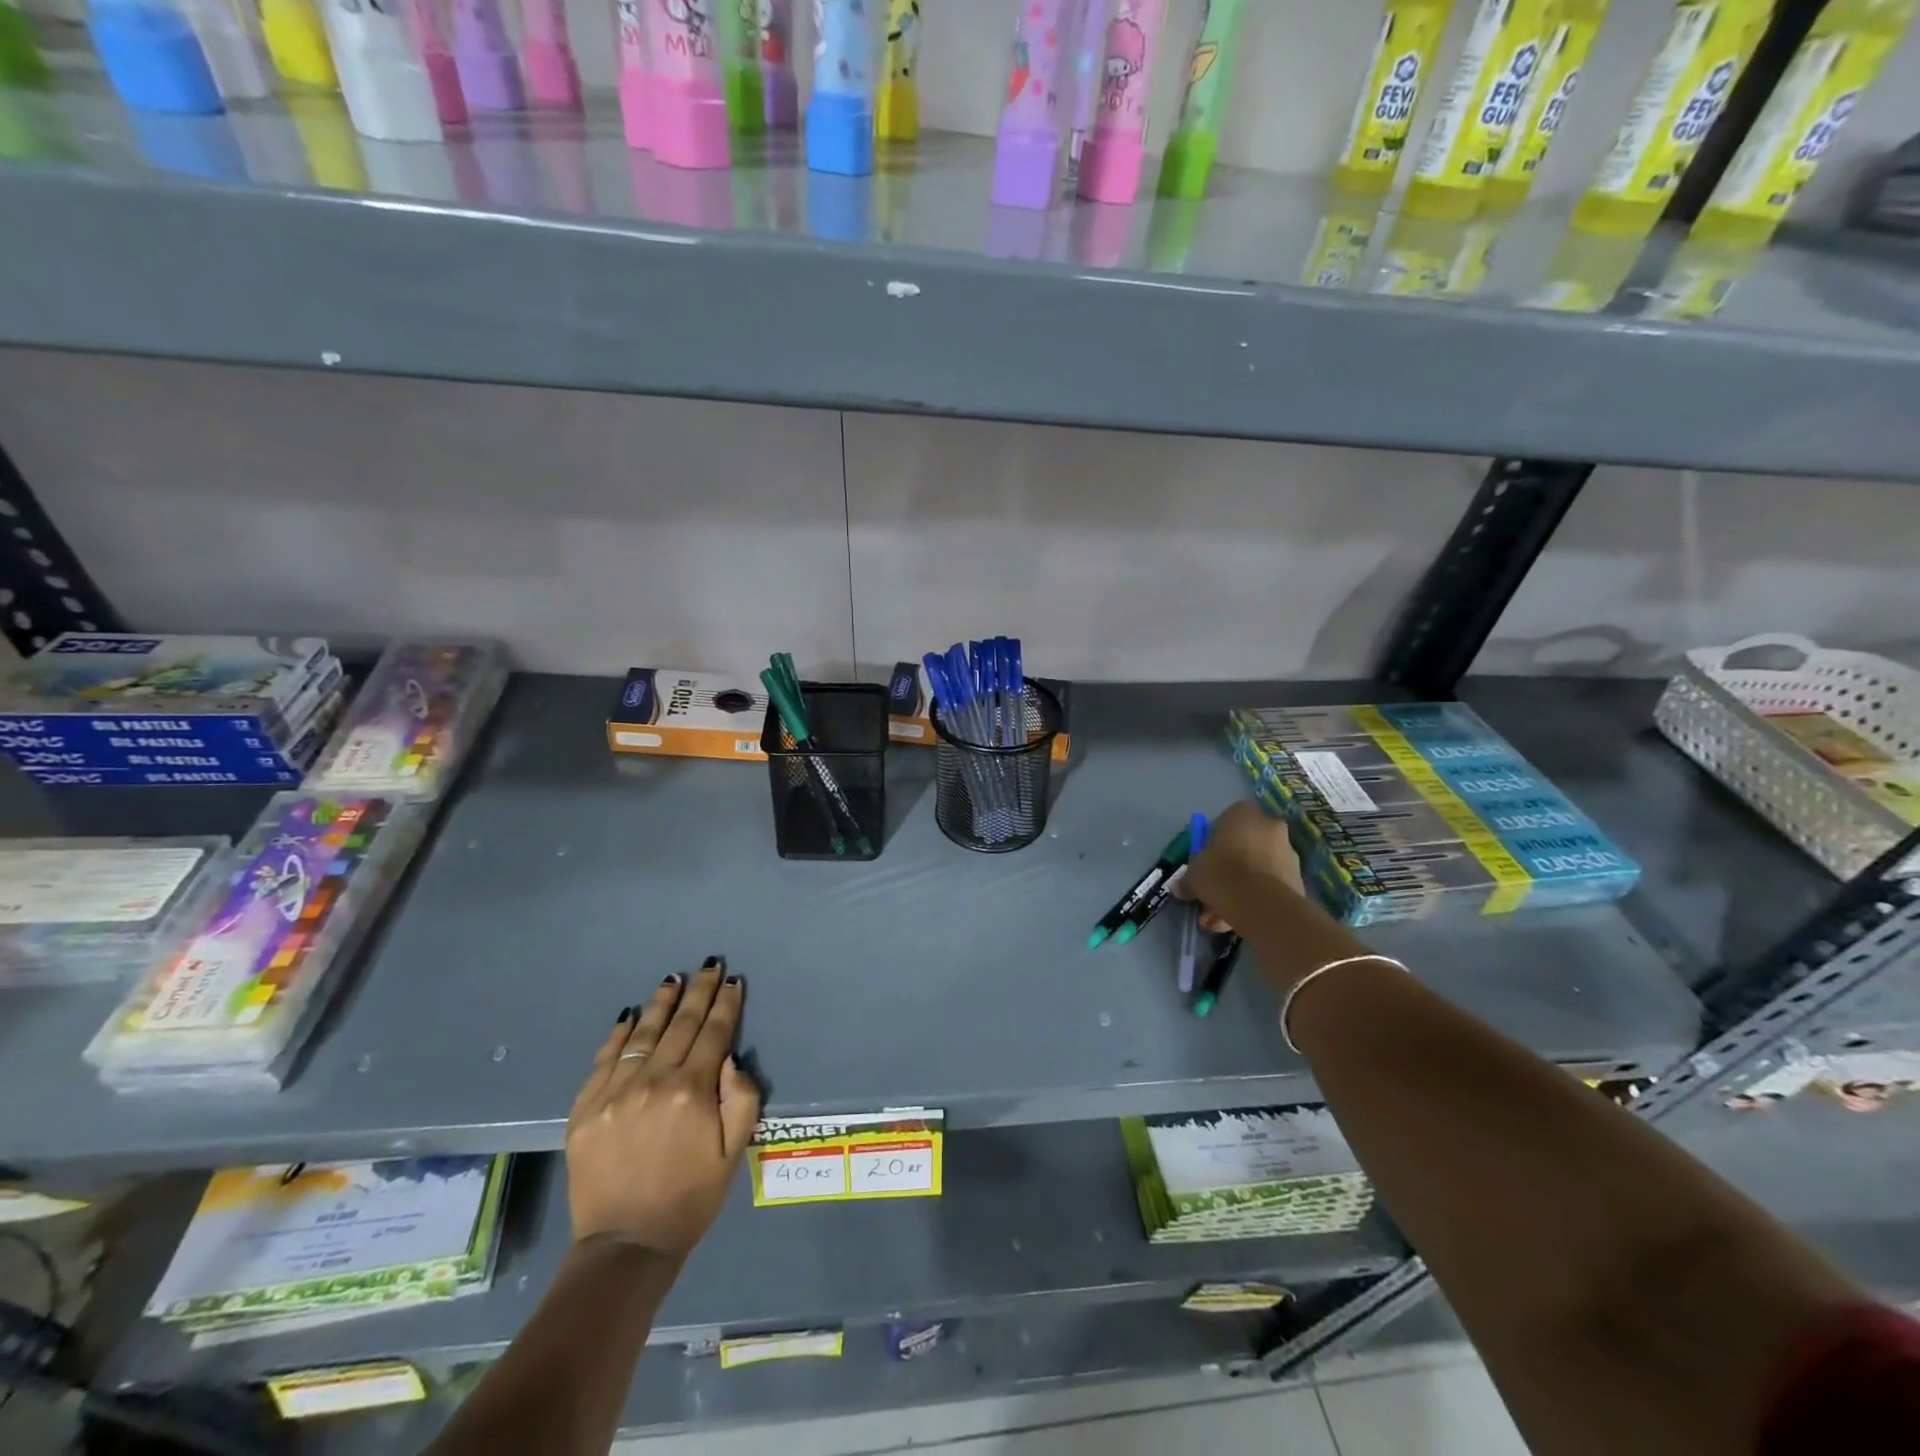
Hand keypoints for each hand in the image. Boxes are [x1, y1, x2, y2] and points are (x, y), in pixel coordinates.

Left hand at [565, 958, 762, 1258]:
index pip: (713, 1034)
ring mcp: (615, 1093)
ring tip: (673, 979)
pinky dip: (619, 1035)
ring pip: (644, 1035)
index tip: (733, 981)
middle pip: (681, 1025)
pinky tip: (630, 1016)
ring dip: (661, 1004)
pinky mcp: (585, 1109)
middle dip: (698, 992)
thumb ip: (742, 1099)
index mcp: (693, 1092)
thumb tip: (731, 1058)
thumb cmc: (690, 1198)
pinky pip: (604, 1060)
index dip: (726, 1005)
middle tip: (708, 965)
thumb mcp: (734, 1152)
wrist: (625, 1245)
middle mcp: (653, 1082)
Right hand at [1177, 800, 1305, 931]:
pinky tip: (1239, 920)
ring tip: (1221, 918)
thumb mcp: (1193, 874)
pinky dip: (1256, 899)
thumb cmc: (1221, 873)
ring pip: (1258, 869)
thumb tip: (1181, 888)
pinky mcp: (1298, 878)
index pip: (1226, 819)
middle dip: (1230, 869)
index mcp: (1243, 813)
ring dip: (1241, 889)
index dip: (1215, 840)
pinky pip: (1270, 885)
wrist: (1260, 903)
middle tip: (1213, 891)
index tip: (1207, 860)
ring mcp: (1288, 852)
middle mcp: (1269, 825)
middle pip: (1245, 846)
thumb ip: (1188, 879)